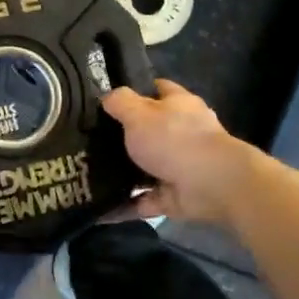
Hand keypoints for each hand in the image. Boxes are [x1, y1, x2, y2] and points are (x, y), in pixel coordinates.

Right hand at [101, 80, 257, 226]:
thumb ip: (120, 103)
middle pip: (150, 131)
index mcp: (178, 106)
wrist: (210, 184)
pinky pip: (142, 201)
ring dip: (122, 174)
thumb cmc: (174, 140)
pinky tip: (99, 209)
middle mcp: (182, 134)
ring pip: (145, 168)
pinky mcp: (173, 196)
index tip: (109, 100)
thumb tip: (106, 97)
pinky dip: (123, 207)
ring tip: (88, 175)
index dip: (137, 91)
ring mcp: (179, 166)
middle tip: (89, 140)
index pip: (159, 90)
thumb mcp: (139, 114)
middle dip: (125, 136)